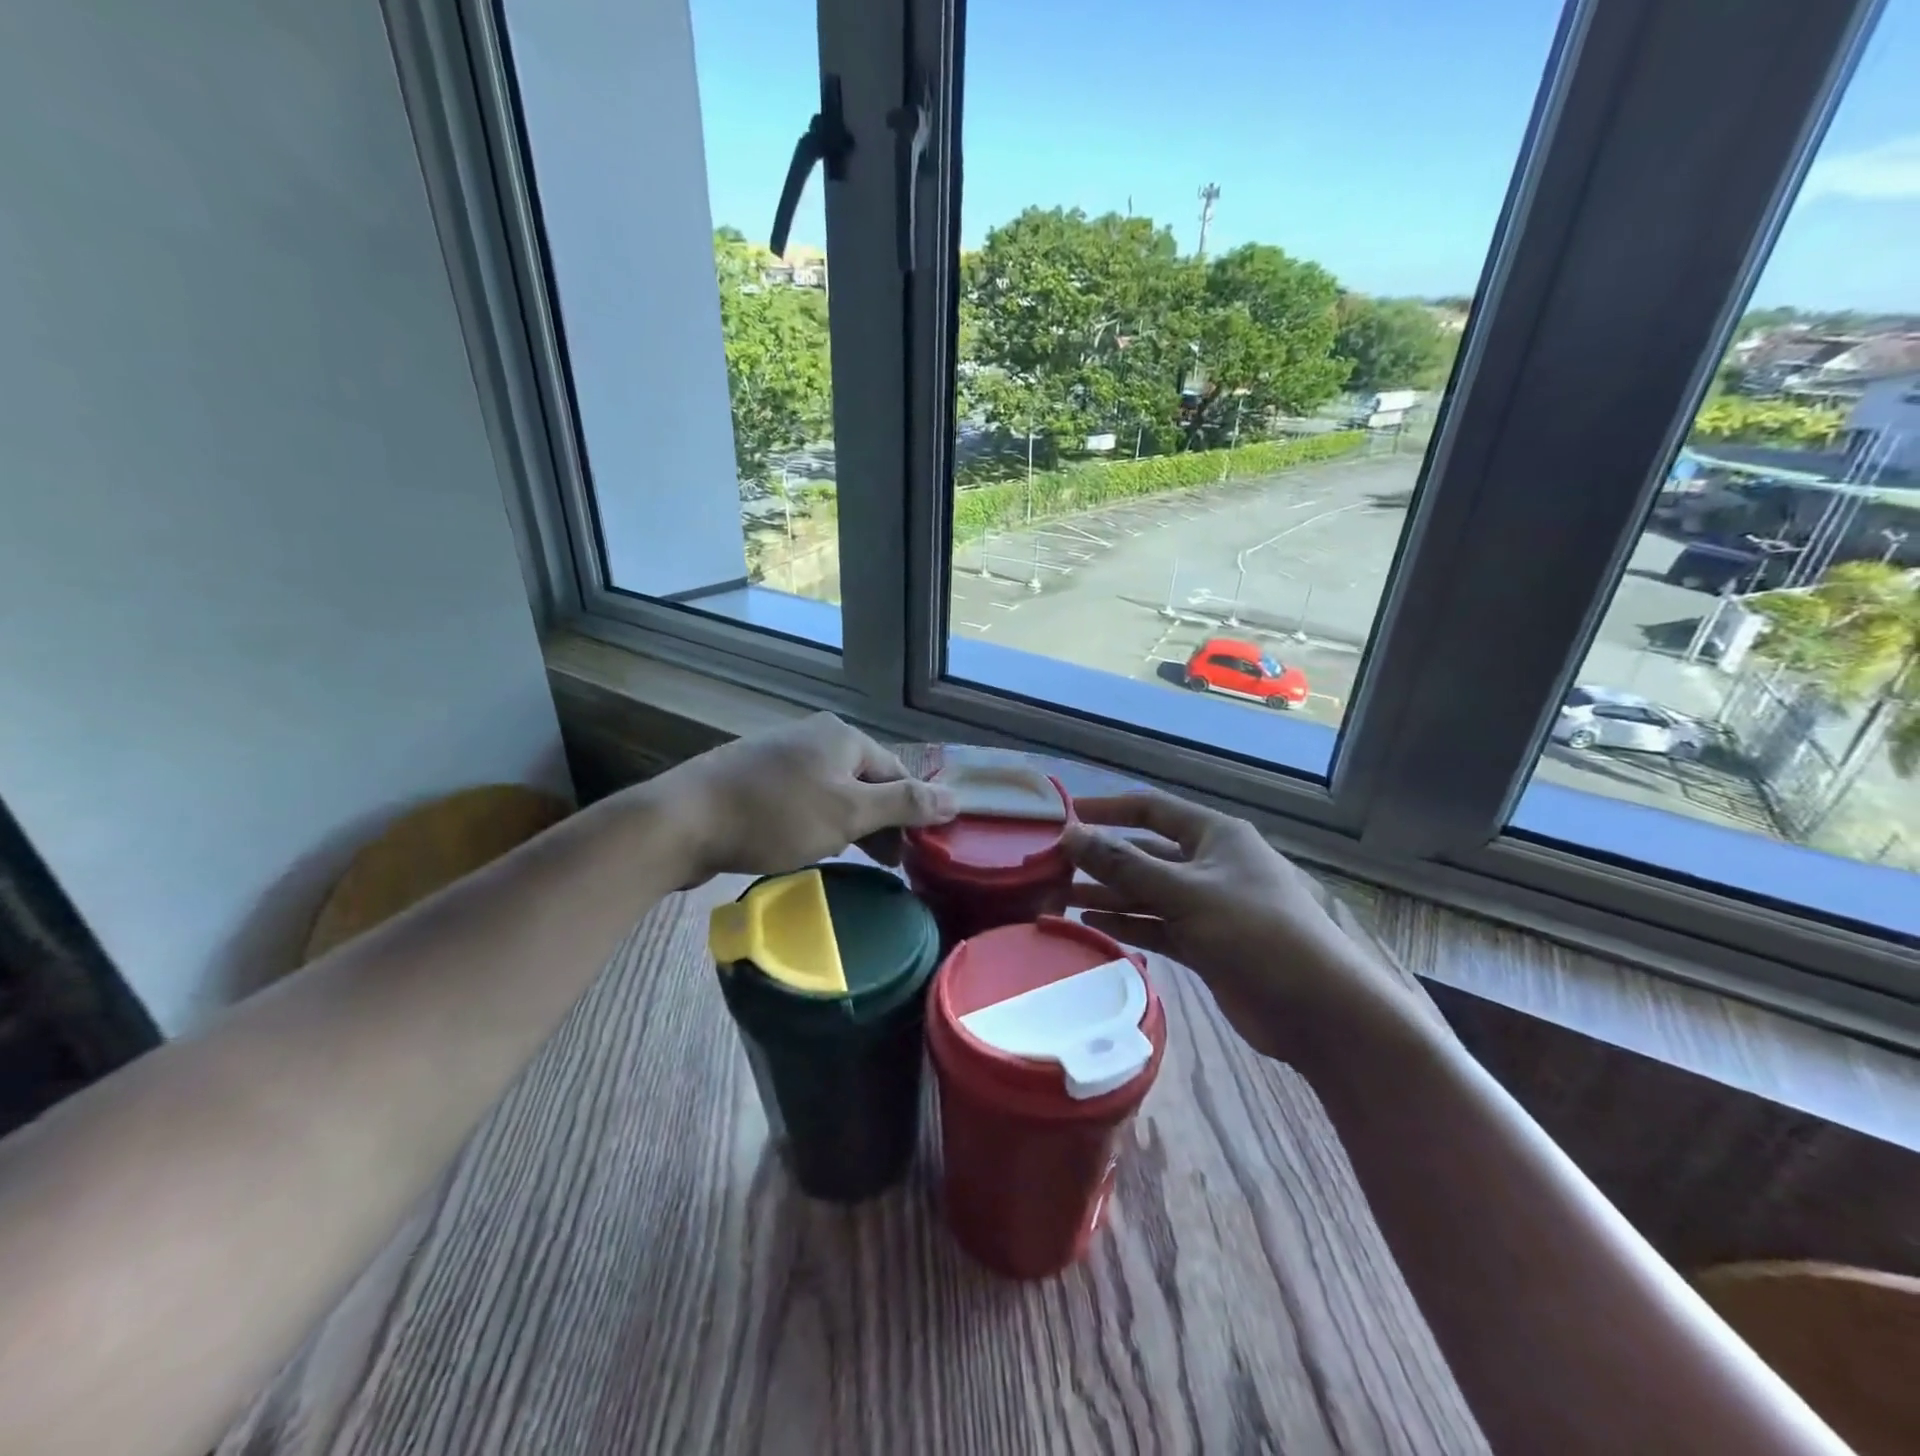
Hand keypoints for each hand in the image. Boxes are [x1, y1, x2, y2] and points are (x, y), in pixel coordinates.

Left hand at [647, 714, 955, 880]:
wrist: (684, 820)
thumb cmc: (776, 815)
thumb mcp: (849, 813)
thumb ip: (904, 804)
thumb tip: (957, 797)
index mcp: (843, 736)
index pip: (897, 773)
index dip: (910, 814)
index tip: (912, 857)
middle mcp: (815, 736)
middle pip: (865, 780)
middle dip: (879, 821)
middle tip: (885, 865)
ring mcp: (781, 754)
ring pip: (833, 791)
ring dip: (848, 825)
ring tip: (850, 860)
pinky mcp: (755, 777)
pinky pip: (802, 799)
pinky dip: (815, 822)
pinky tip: (808, 846)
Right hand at [1062, 790, 1432, 1069]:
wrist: (1317, 1009)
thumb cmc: (1255, 931)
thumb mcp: (1185, 892)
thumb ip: (1124, 864)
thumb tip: (1070, 834)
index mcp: (1214, 835)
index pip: (1151, 809)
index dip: (1108, 809)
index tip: (1065, 815)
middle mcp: (1209, 864)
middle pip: (1145, 852)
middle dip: (1102, 858)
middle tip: (1051, 866)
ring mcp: (1207, 906)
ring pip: (1147, 892)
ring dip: (1108, 893)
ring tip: (1058, 896)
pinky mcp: (1205, 944)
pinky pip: (1156, 924)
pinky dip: (1127, 923)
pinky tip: (1091, 922)